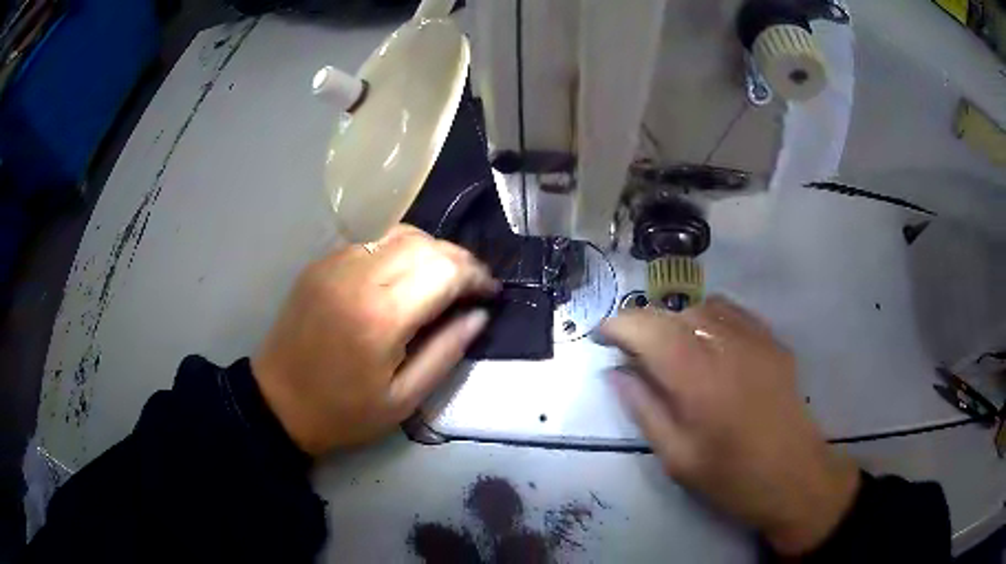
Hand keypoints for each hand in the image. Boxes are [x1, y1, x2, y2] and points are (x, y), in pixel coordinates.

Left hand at [252, 225, 497, 455]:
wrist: (278, 402)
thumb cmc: (344, 412)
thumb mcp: (404, 399)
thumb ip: (447, 352)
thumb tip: (479, 314)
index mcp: (381, 318)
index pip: (445, 269)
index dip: (476, 275)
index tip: (490, 293)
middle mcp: (358, 277)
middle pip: (425, 243)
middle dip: (459, 259)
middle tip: (471, 285)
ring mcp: (334, 264)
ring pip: (398, 232)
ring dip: (430, 248)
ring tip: (441, 277)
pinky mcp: (321, 263)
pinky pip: (371, 240)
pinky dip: (398, 248)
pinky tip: (404, 273)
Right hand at [601, 297, 859, 555]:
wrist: (795, 478)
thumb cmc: (732, 478)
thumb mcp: (677, 457)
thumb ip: (644, 409)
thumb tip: (616, 373)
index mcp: (698, 379)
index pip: (648, 330)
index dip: (618, 325)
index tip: (600, 337)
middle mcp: (727, 345)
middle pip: (673, 313)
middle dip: (643, 324)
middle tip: (630, 350)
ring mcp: (755, 339)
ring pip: (703, 306)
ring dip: (676, 321)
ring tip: (669, 349)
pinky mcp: (773, 342)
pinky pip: (732, 312)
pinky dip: (708, 319)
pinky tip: (707, 344)